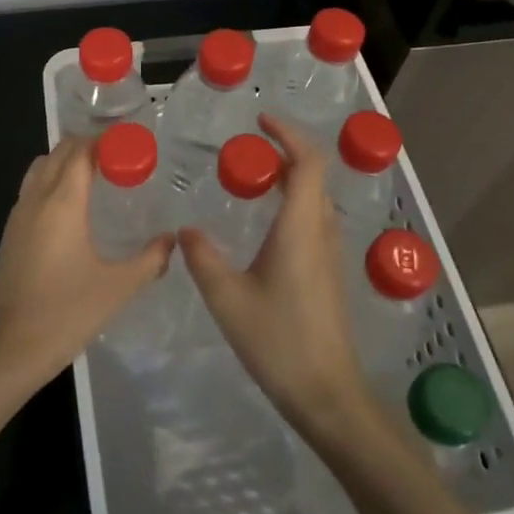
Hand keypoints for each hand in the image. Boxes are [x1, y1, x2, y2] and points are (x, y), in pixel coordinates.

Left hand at [0, 135, 172, 396]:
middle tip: (116, 159)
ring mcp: (17, 216)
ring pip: (39, 169)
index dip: (103, 141)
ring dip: (64, 163)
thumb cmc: (67, 312)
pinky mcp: (9, 235)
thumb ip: (150, 259)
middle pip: (58, 154)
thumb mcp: (118, 287)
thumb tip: (172, 241)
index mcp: (62, 202)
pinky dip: (50, 183)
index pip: (80, 151)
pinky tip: (70, 210)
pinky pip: (30, 191)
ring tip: (94, 178)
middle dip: (85, 147)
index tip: (129, 145)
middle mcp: (36, 199)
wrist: (11, 348)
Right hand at [179, 114, 370, 434]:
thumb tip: (185, 229)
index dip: (288, 133)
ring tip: (252, 180)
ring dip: (289, 178)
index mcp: (300, 227)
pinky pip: (313, 220)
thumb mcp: (227, 298)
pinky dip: (292, 204)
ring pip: (315, 199)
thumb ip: (203, 257)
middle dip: (284, 152)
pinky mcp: (328, 273)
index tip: (260, 120)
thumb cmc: (278, 340)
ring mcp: (329, 254)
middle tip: (247, 151)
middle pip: (313, 175)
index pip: (307, 162)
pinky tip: (264, 225)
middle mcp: (320, 232)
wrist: (328, 394)